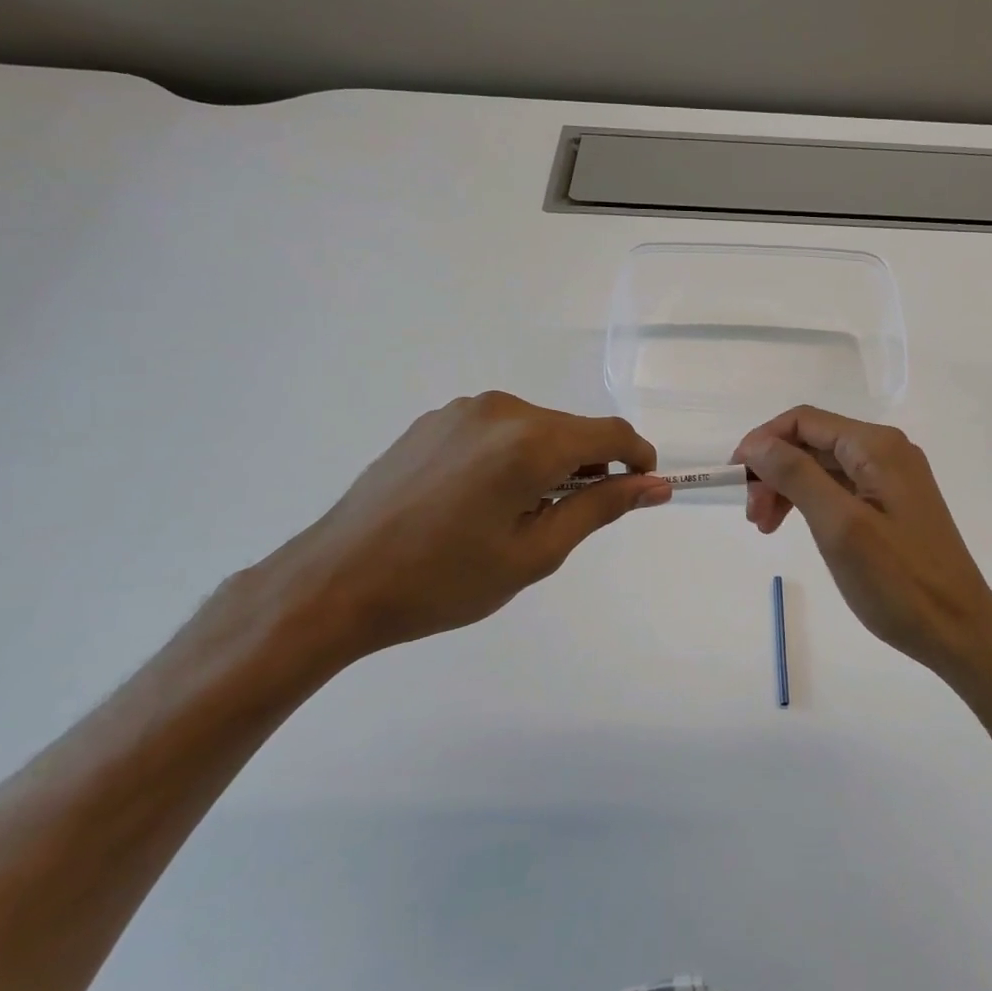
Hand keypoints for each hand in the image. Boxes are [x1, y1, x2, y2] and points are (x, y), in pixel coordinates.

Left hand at [254, 392, 670, 666]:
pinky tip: (478, 501)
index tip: (640, 492)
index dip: (637, 460)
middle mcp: (500, 409)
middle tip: (567, 522)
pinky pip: (497, 430)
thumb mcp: (535, 553)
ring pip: (535, 429)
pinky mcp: (435, 420)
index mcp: (530, 441)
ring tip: (515, 516)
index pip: (612, 433)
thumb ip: (600, 508)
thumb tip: (655, 485)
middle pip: (572, 430)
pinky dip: (511, 457)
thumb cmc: (444, 580)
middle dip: (589, 467)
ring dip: (548, 463)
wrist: (336, 581)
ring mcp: (462, 410)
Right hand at [733, 407, 991, 687]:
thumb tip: (757, 443)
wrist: (959, 631)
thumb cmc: (898, 581)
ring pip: (823, 467)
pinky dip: (811, 503)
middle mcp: (886, 452)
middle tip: (754, 517)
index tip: (735, 480)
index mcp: (877, 447)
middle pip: (812, 442)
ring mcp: (892, 479)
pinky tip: (797, 528)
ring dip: (788, 489)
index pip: (803, 421)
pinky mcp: (893, 505)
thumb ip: (797, 475)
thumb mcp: (840, 526)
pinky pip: (840, 489)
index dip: (762, 442)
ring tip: (767, 527)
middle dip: (774, 471)